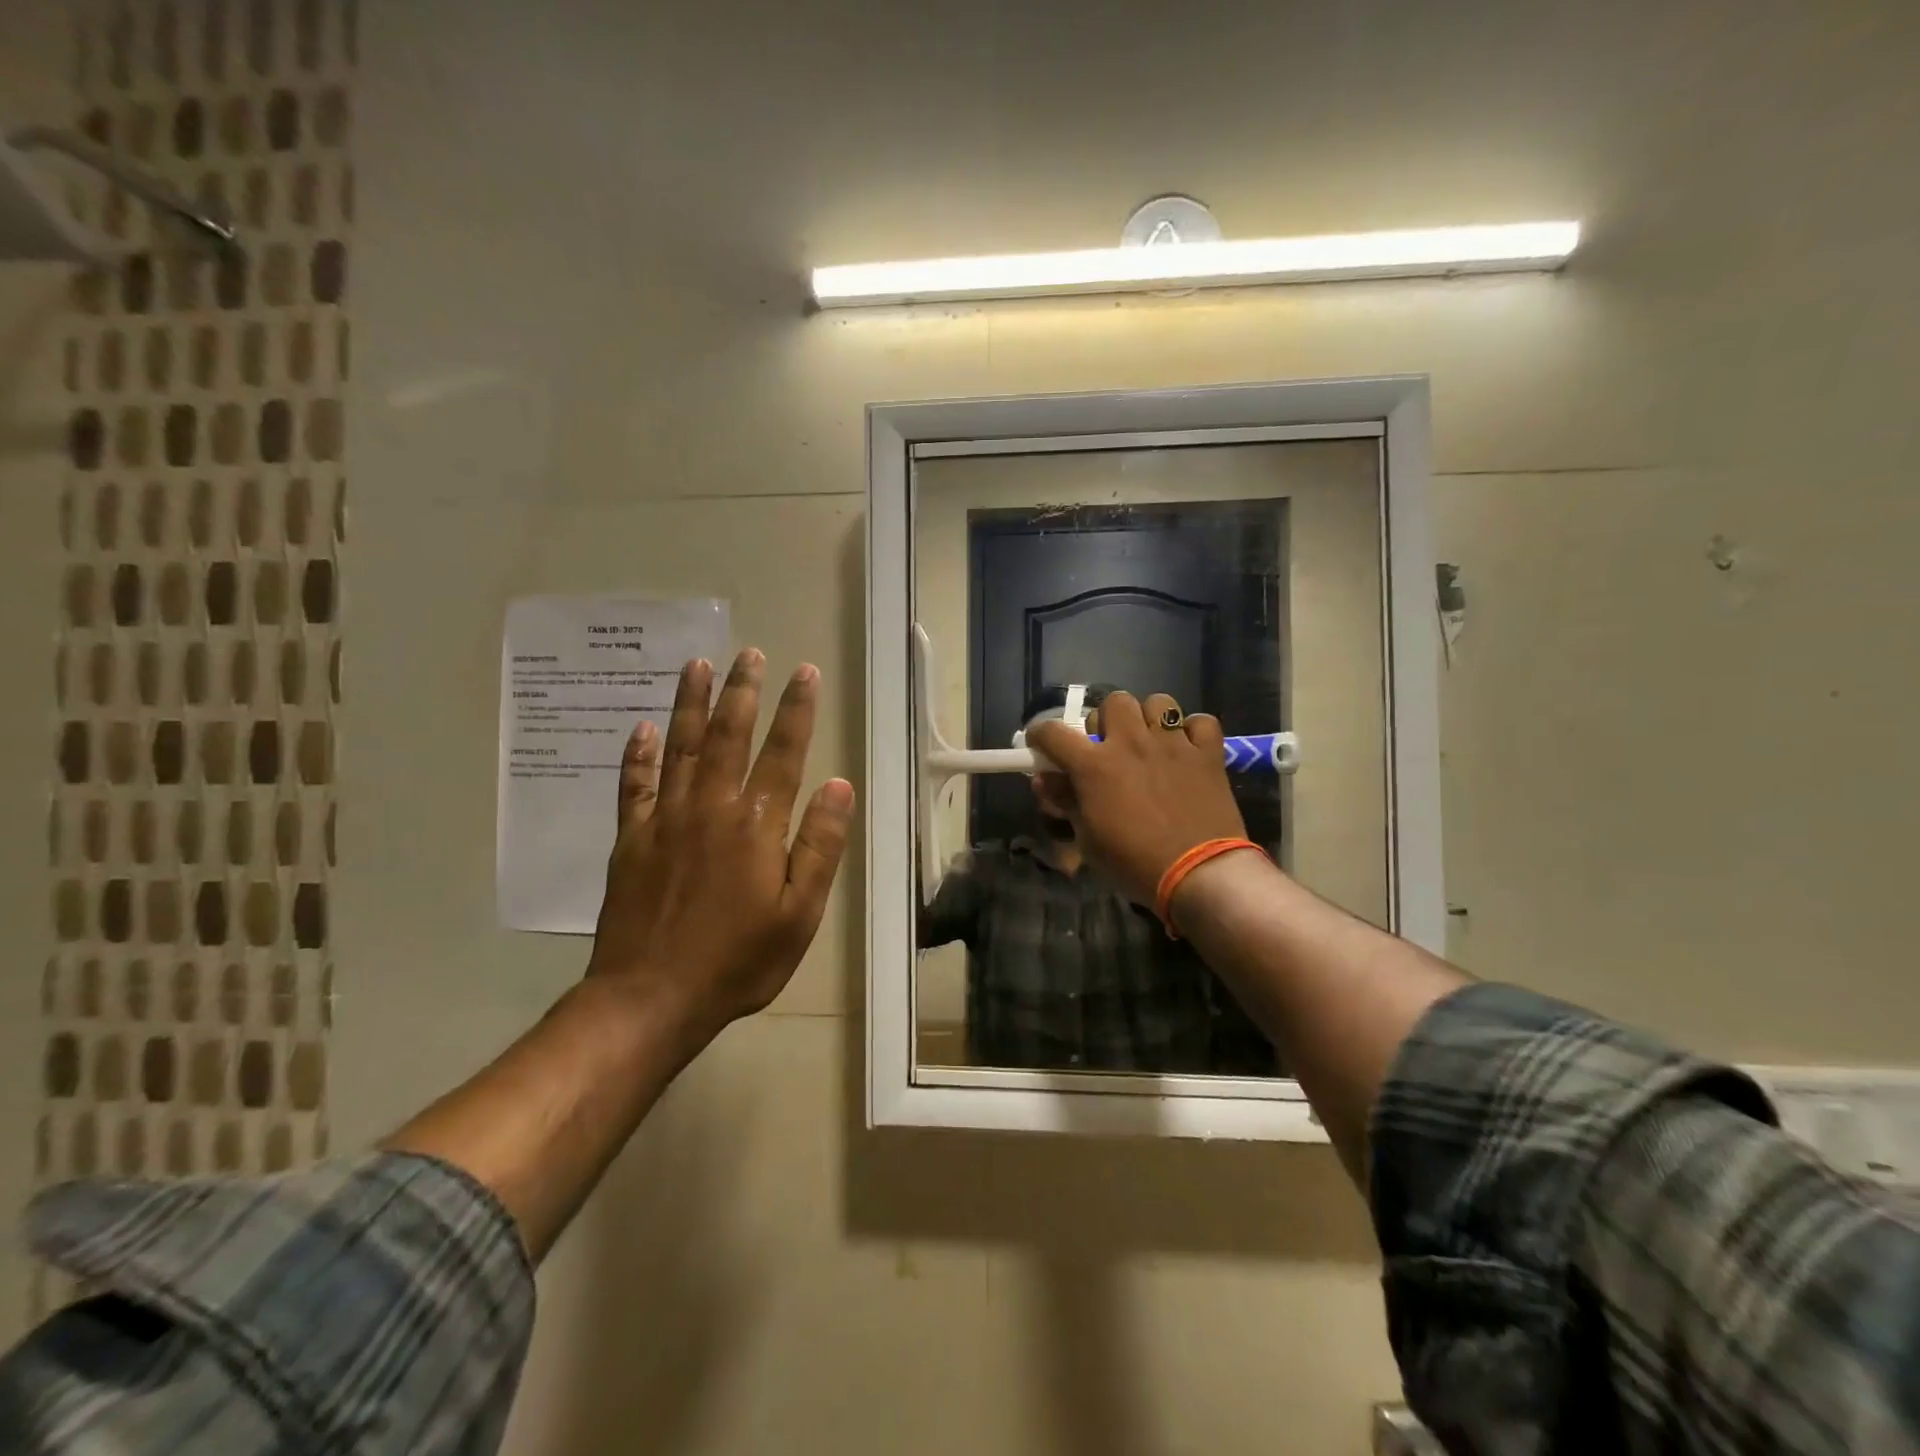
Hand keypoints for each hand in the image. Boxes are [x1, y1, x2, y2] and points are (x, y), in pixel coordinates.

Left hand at [586, 649, 854, 1038]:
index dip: (796, 711)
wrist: (651, 998)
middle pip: (728, 736)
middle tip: (749, 654)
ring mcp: (665, 820)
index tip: (803, 673)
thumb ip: (819, 845)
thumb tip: (838, 785)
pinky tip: (642, 727)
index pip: (783, 753)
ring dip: (690, 703)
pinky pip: (634, 785)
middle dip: (742, 691)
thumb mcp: (799, 913)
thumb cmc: (738, 960)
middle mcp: (710, 808)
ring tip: (697, 664)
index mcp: (756, 825)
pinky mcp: (632, 839)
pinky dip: (638, 754)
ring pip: (681, 747)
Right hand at [1028, 692, 1245, 905]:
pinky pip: (1201, 722)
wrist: (1199, 875)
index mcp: (1094, 765)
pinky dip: (1193, 732)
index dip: (1041, 735)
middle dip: (1107, 720)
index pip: (1054, 732)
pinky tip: (1189, 749)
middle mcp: (1131, 743)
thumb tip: (1044, 781)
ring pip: (1158, 703)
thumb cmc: (1134, 863)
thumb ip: (1065, 802)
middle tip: (1109, 746)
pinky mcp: (1208, 753)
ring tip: (1152, 742)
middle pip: (1114, 702)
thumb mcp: (1088, 839)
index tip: (1042, 745)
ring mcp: (1173, 744)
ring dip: (1150, 719)